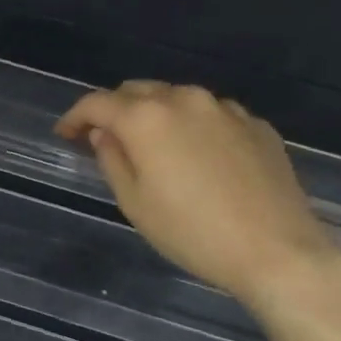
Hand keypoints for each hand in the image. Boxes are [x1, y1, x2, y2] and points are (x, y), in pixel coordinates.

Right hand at [55, 81, 340, 314]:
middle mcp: (185, 99)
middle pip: (137, 91)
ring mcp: (226, 108)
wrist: (276, 249)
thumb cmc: (192, 233)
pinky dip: (192, 126)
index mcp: (147, 118)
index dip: (75, 116)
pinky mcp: (256, 124)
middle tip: (104, 138)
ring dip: (155, 115)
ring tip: (152, 147)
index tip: (65, 135)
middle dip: (114, 110)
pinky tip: (196, 157)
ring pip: (177, 98)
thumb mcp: (135, 203)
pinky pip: (211, 114)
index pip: (97, 103)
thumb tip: (104, 134)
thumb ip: (112, 159)